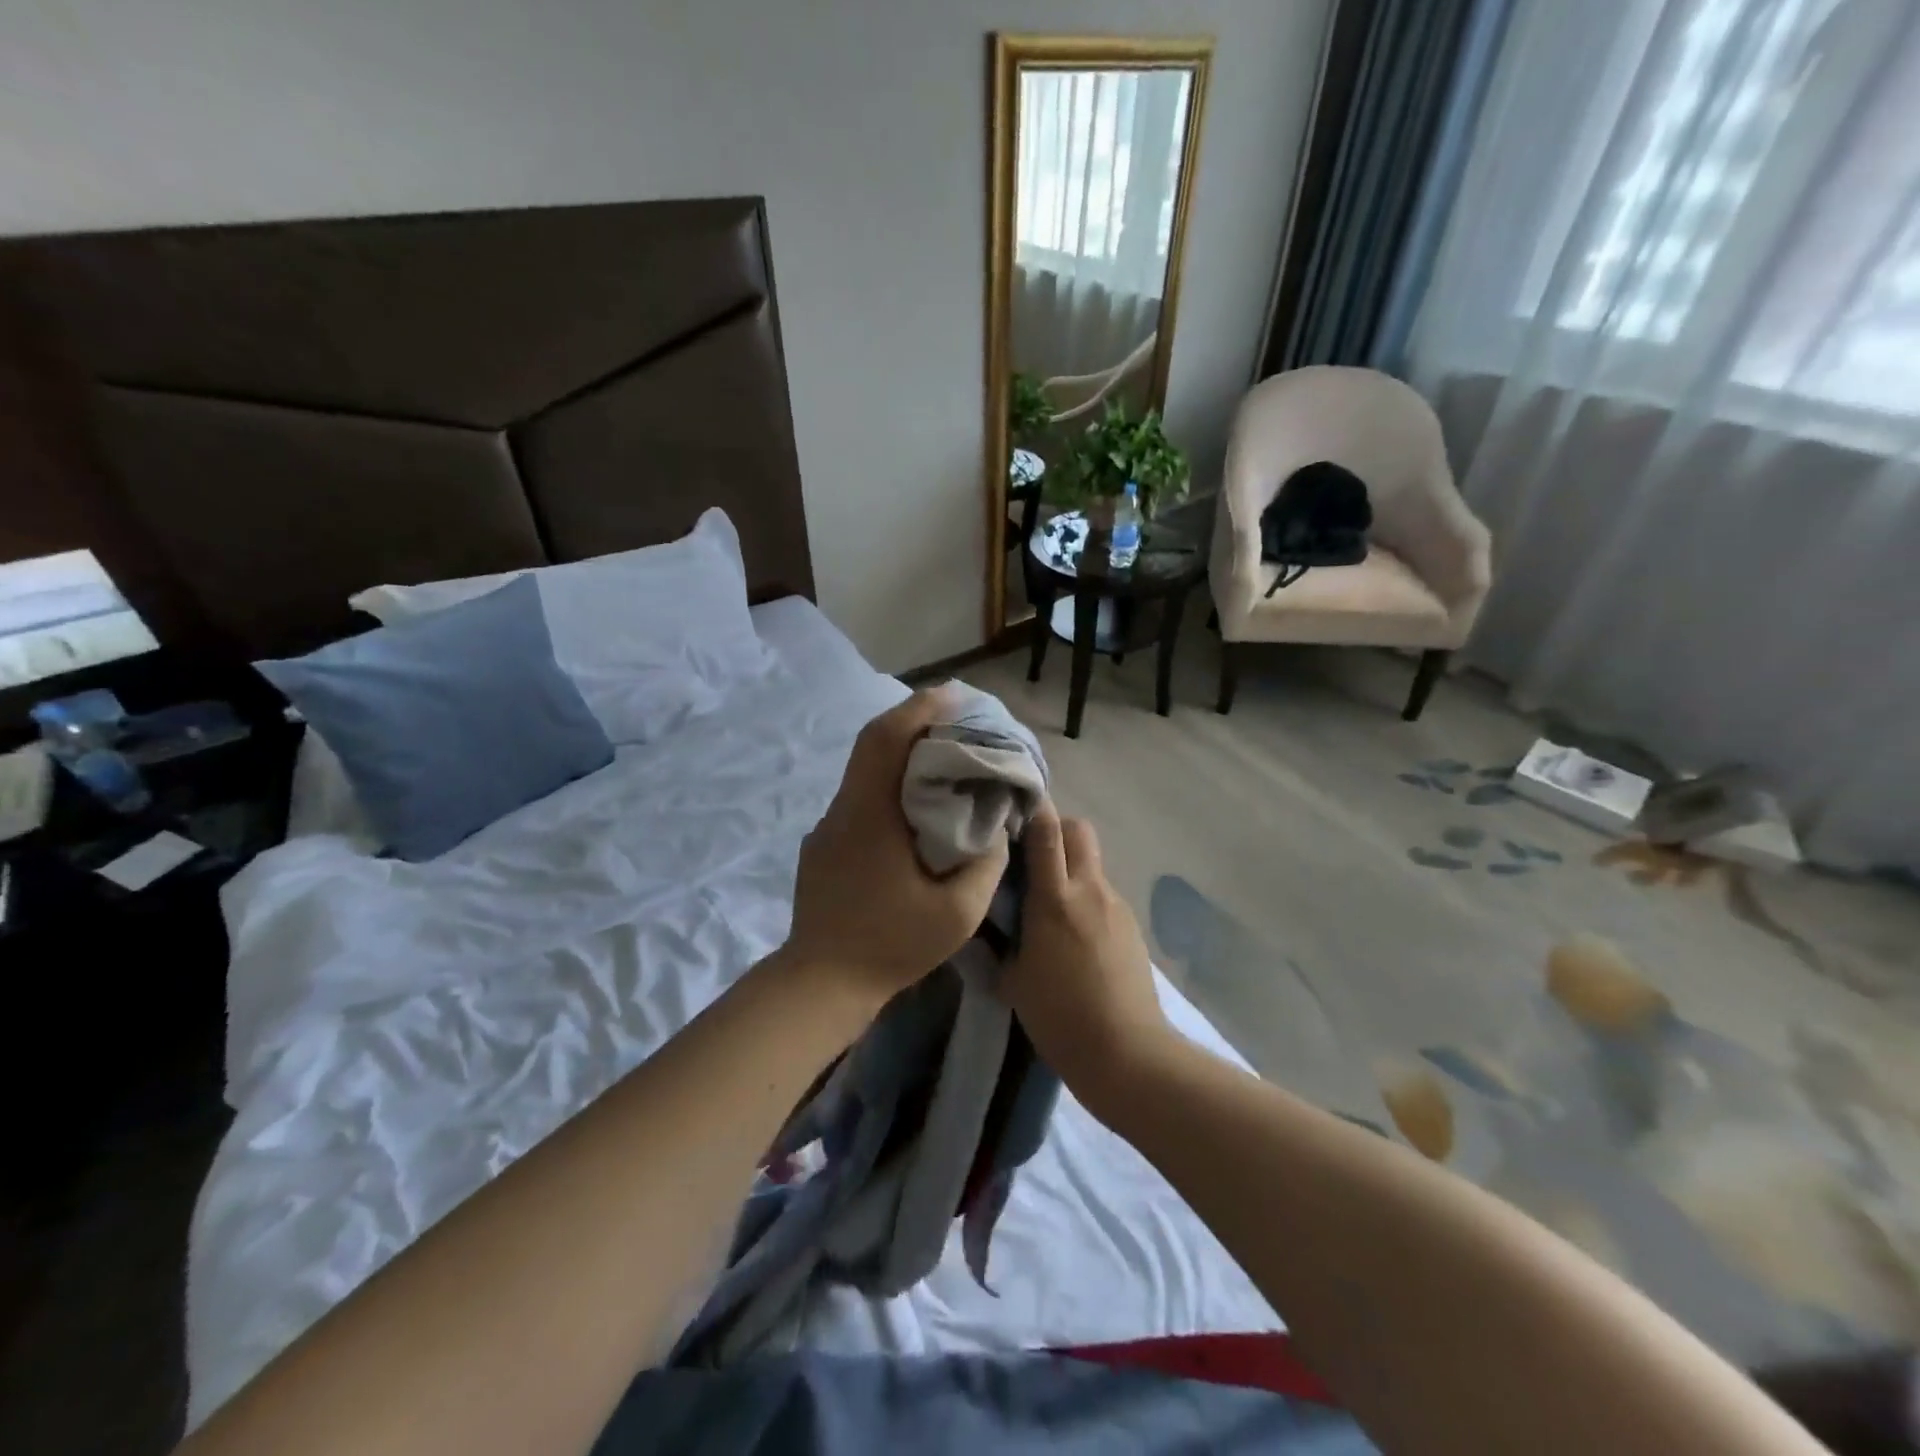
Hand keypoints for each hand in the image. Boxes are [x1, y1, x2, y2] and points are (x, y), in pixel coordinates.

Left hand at [785, 687, 1008, 1005]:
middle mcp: (842, 810)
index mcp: (869, 815)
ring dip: (900, 755)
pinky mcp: (823, 846)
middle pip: (872, 746)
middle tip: (955, 718)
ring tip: (942, 757)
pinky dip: (889, 785)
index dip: (920, 710)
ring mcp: (828, 828)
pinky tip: (914, 808)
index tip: (953, 695)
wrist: (820, 984)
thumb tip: (997, 825)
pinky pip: (860, 799)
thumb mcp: (958, 912)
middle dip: (913, 722)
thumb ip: (987, 863)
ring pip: (864, 772)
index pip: (888, 740)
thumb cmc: (891, 946)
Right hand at [1002, 804, 1173, 1101]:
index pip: (1047, 830)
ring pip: (1092, 863)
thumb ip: (1004, 939)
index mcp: (1055, 899)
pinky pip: (1103, 895)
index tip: (1010, 805)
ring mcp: (1116, 907)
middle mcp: (1090, 891)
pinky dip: (1086, 898)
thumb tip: (998, 922)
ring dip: (1070, 866)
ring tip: (1049, 900)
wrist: (1128, 1054)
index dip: (1031, 807)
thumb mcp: (1013, 979)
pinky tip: (1074, 934)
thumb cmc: (1060, 1018)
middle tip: (1030, 852)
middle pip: (1079, 829)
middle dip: (1055, 828)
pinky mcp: (1131, 927)